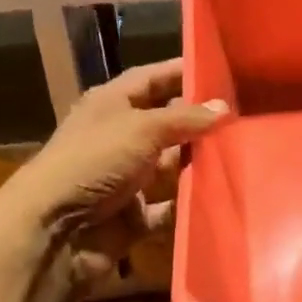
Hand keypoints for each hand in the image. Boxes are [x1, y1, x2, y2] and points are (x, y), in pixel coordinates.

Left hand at [0, 59, 226, 288]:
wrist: (54, 231)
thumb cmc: (93, 163)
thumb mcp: (141, 129)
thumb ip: (184, 118)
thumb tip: (224, 107)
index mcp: (110, 106)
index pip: (151, 79)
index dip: (182, 73)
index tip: (222, 70)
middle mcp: (119, 139)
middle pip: (167, 125)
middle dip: (201, 124)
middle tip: (246, 119)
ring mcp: (127, 181)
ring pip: (172, 169)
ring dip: (200, 167)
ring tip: (245, 158)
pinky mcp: (134, 217)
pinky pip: (170, 209)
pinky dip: (190, 207)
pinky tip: (223, 199)